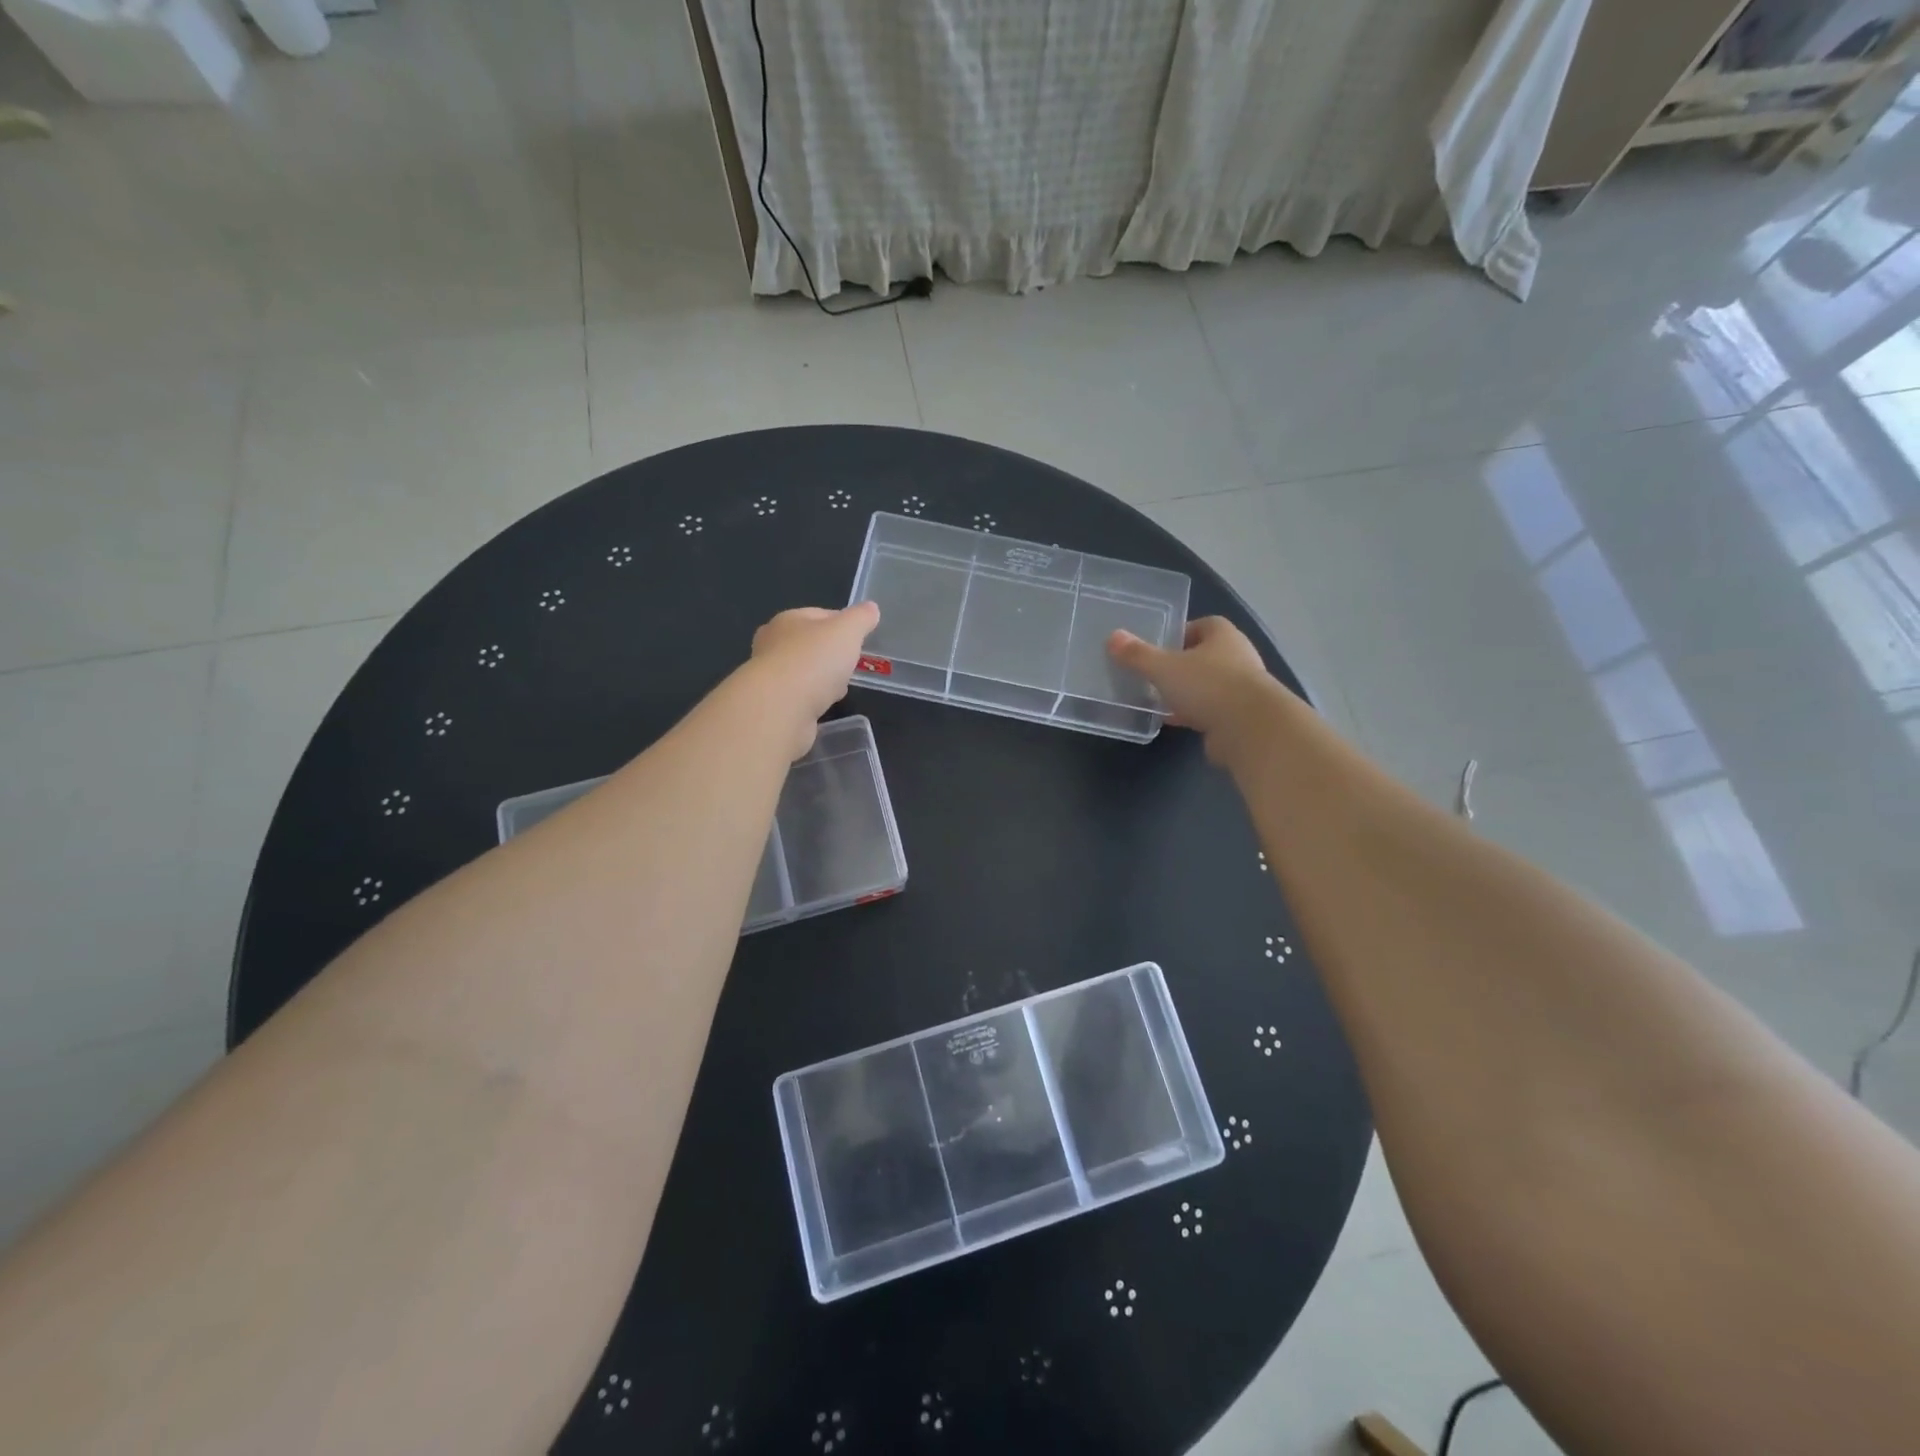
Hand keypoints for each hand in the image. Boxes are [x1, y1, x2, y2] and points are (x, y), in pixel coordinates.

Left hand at [748, 602, 880, 758]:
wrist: (780, 708)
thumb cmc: (814, 660)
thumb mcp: (847, 631)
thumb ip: (861, 618)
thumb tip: (871, 608)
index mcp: (788, 620)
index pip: (819, 615)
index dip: (842, 624)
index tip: (859, 638)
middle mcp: (773, 644)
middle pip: (809, 644)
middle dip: (830, 653)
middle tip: (850, 664)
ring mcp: (770, 676)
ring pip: (804, 672)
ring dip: (821, 679)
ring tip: (840, 689)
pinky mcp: (773, 704)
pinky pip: (799, 697)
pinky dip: (812, 700)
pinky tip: (824, 706)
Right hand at [1108, 617, 1273, 761]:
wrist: (1250, 729)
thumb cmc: (1208, 685)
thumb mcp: (1164, 668)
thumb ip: (1137, 655)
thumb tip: (1113, 637)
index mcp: (1223, 635)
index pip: (1201, 625)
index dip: (1179, 633)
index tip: (1157, 647)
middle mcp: (1237, 657)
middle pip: (1203, 656)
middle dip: (1180, 665)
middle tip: (1153, 674)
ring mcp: (1242, 688)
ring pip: (1207, 685)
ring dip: (1187, 691)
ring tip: (1158, 698)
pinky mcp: (1240, 717)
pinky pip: (1210, 710)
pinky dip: (1193, 713)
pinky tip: (1172, 721)